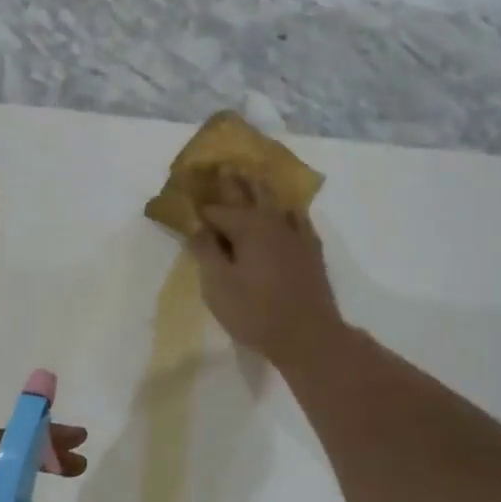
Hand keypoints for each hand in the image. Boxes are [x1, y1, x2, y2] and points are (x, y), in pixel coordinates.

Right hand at [188, 176, 342, 367]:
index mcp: (247, 227)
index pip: (217, 211)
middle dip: (234, 182)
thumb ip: (205, 252)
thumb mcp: (218, 285)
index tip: (189, 199)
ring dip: (261, 190)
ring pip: (276, 203)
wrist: (307, 335)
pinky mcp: (311, 251)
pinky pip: (299, 220)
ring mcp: (296, 235)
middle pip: (250, 195)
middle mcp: (272, 222)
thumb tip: (195, 226)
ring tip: (253, 178)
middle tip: (224, 166)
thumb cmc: (254, 312)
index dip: (201, 209)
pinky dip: (288, 211)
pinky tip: (289, 212)